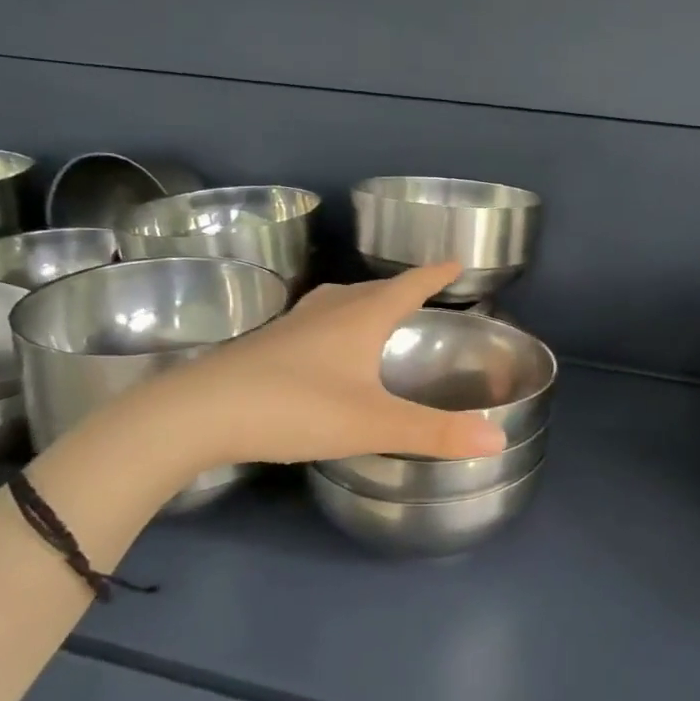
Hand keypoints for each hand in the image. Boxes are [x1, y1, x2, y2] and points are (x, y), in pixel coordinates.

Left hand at [130, 261, 508, 478]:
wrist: (199, 414)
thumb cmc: (296, 408)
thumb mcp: (373, 424)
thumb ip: (435, 433)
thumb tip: (500, 439)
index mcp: (359, 318)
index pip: (407, 287)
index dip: (434, 275)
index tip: (455, 261)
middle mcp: (327, 313)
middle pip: (371, 290)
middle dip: (399, 287)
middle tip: (420, 290)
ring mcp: (291, 328)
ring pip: (336, 303)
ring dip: (362, 301)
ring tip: (373, 310)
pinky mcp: (264, 348)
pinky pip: (312, 323)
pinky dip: (332, 323)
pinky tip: (323, 347)